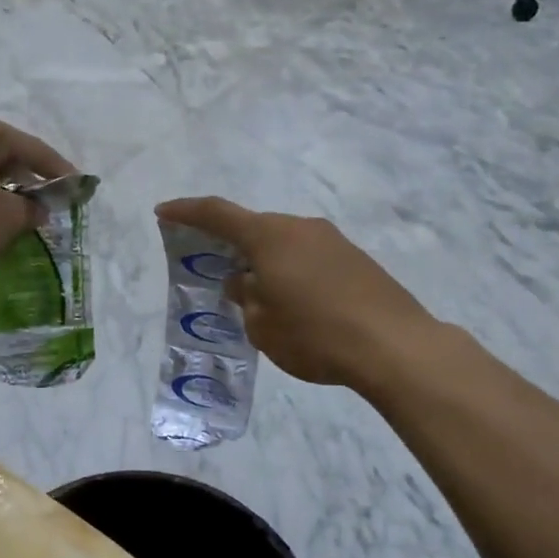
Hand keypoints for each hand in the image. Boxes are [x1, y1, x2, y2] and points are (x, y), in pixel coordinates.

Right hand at [156, 197, 437, 390]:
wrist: (395, 345)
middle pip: (255, 229)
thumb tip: (243, 281)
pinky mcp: (356, 259)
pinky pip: (310, 257)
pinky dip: (292, 271)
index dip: (187, 212)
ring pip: (284, 244)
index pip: (218, 214)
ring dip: (265, 261)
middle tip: (215, 271)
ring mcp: (333, 240)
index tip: (163, 212)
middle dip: (231, 246)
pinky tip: (296, 302)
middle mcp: (300, 227)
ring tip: (257, 295)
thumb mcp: (263, 325)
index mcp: (270, 236)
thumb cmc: (315, 335)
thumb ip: (244, 297)